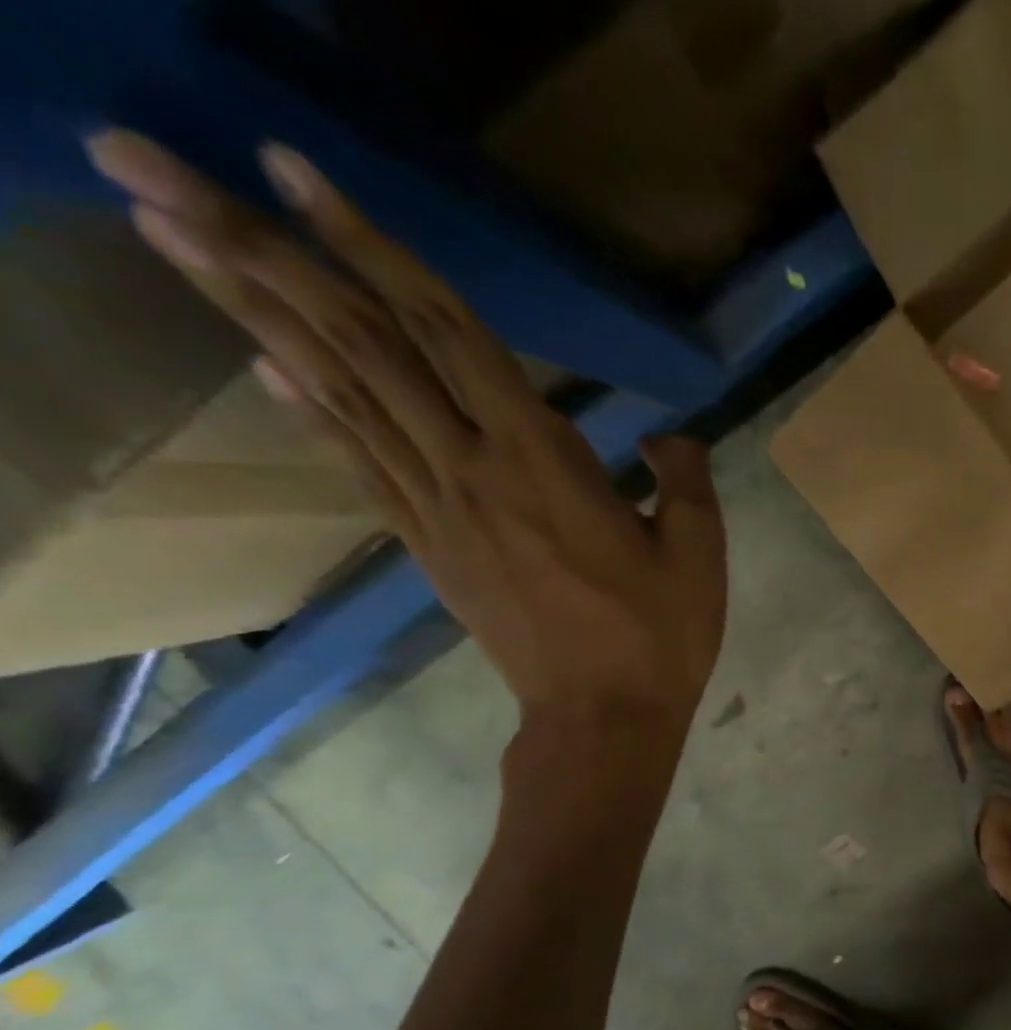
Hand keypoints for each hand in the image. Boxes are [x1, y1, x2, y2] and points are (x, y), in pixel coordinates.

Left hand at [85, 131, 726, 731]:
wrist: (602, 718)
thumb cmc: (659, 637)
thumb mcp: (699, 554)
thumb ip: (684, 480)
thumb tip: (666, 435)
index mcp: (544, 461)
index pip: (450, 334)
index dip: (375, 247)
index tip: (293, 168)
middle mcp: (471, 470)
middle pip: (363, 347)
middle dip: (259, 250)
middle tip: (142, 161)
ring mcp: (439, 511)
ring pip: (342, 395)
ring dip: (253, 310)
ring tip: (166, 230)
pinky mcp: (430, 548)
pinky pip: (362, 466)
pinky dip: (309, 408)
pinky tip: (267, 363)